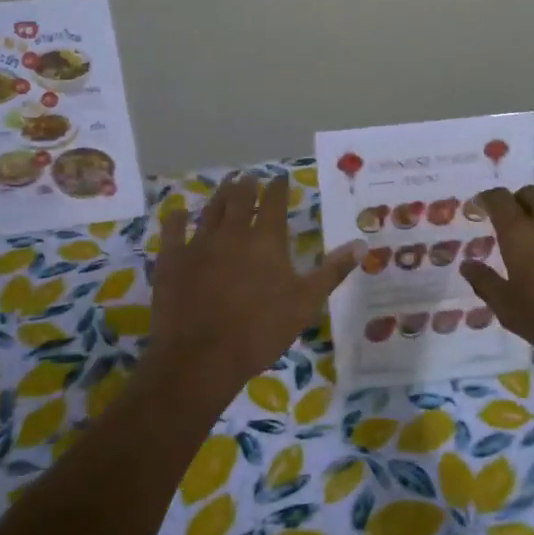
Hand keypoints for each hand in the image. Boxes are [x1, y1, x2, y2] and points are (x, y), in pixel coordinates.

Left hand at [147, 172, 360, 399]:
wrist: (202, 357)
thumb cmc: (260, 331)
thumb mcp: (306, 303)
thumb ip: (332, 271)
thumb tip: (362, 244)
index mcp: (266, 240)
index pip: (275, 202)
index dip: (279, 187)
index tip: (281, 178)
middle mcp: (233, 233)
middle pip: (240, 199)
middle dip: (247, 185)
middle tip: (250, 177)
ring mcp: (199, 244)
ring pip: (211, 210)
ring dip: (220, 195)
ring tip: (226, 184)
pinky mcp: (171, 260)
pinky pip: (172, 230)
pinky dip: (176, 218)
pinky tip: (177, 212)